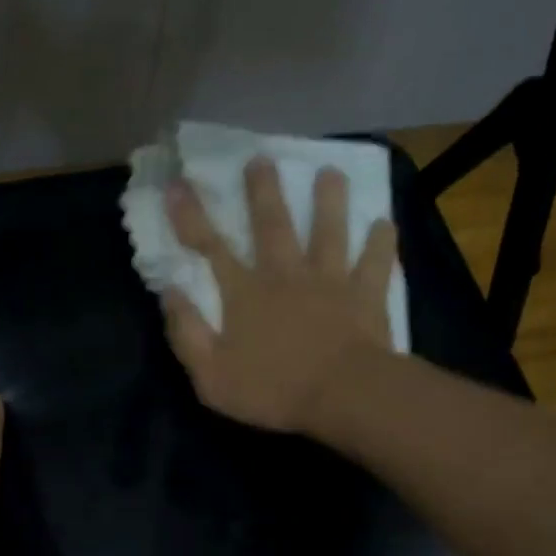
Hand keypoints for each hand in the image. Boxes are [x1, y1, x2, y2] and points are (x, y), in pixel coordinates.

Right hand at [164, 157, 399, 434]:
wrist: (343, 396)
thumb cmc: (273, 391)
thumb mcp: (211, 375)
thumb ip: (187, 333)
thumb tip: (170, 292)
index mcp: (245, 293)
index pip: (210, 247)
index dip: (191, 216)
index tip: (178, 184)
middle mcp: (285, 275)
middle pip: (272, 225)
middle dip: (263, 191)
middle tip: (261, 159)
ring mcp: (330, 281)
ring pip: (329, 232)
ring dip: (329, 201)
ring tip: (331, 172)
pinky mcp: (366, 295)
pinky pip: (376, 263)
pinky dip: (381, 242)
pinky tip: (385, 223)